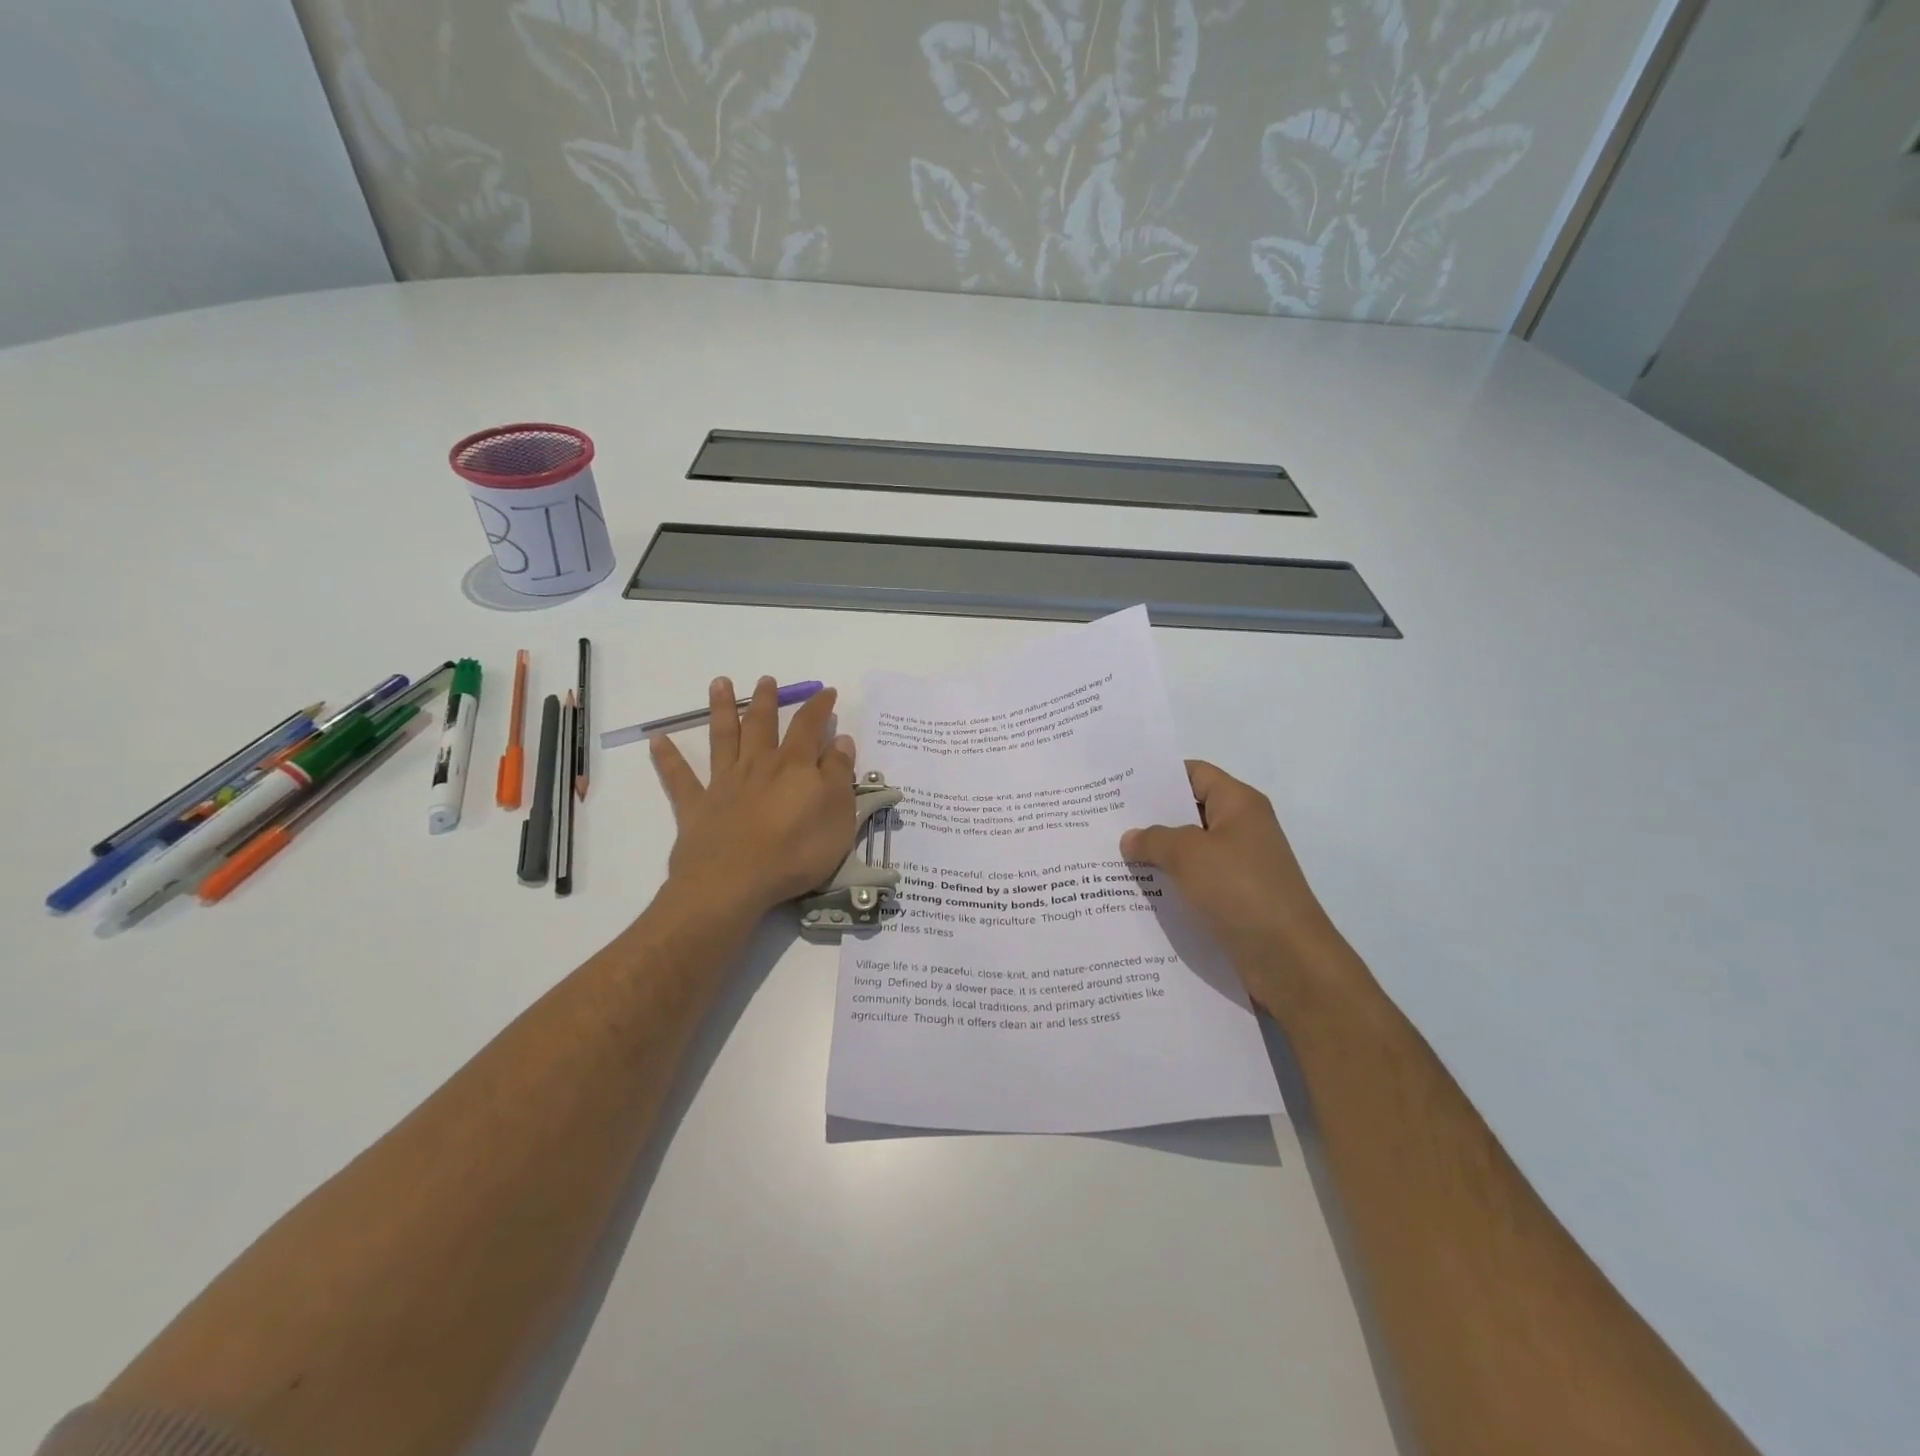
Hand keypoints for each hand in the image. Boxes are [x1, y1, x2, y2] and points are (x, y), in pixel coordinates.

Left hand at [650, 677, 857, 917]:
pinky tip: (656, 740)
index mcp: (794, 766)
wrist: (734, 883)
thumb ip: (839, 775)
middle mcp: (758, 765)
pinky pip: (679, 778)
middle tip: (766, 679)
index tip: (827, 691)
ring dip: (722, 709)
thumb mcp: (838, 815)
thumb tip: (841, 741)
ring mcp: (724, 784)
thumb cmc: (796, 851)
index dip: (819, 707)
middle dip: (766, 700)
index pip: (809, 727)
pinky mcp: (696, 807)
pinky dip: (667, 758)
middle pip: (762, 724)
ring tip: (719, 683)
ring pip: (723, 738)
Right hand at [1121, 761, 1350, 1014]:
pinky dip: (1169, 884)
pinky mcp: (1234, 900)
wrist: (1288, 959)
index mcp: (1238, 804)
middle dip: (1149, 818)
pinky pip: (1194, 882)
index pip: (1194, 774)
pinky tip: (1135, 891)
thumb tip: (1130, 838)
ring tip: (1111, 856)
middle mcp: (1241, 829)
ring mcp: (1239, 867)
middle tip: (1104, 821)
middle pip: (1188, 812)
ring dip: (1156, 855)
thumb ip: (1154, 839)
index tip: (1118, 786)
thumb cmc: (1240, 890)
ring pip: (1188, 851)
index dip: (1158, 776)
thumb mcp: (1188, 855)